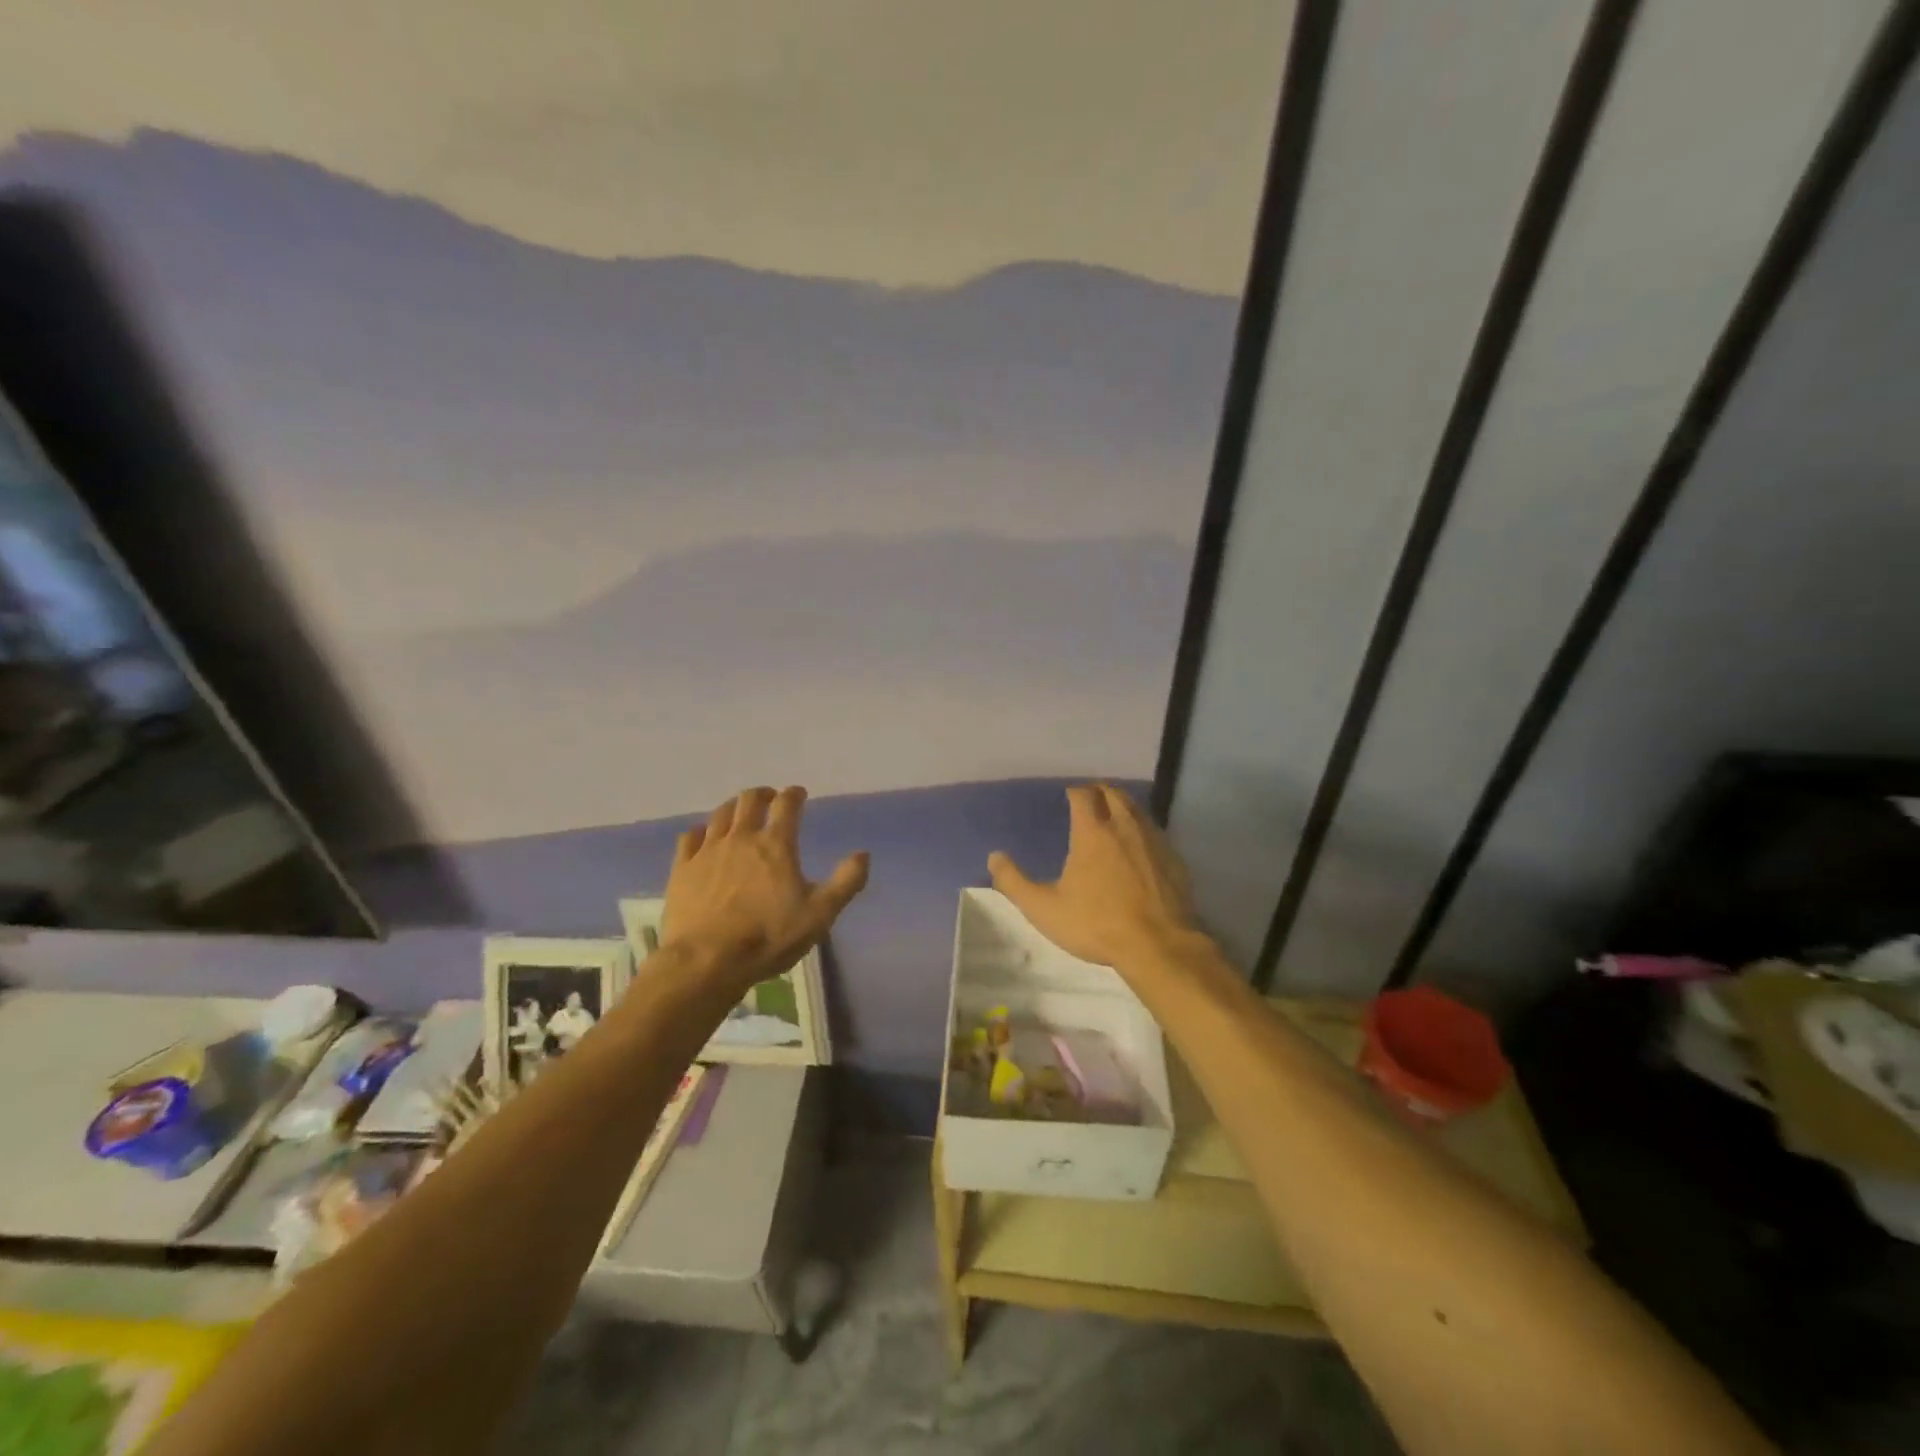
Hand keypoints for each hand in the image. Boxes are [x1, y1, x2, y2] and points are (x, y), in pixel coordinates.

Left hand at [661, 786, 868, 995]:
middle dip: (762, 794)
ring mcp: (707, 851)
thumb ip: (845, 882)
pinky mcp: (682, 869)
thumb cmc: (769, 937)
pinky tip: (703, 836)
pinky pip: (690, 837)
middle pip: (749, 801)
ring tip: (739, 811)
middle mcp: (741, 838)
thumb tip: (863, 854)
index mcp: (776, 845)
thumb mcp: (820, 914)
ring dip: (733, 807)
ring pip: (720, 814)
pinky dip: (701, 830)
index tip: (798, 793)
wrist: (707, 962)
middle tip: (769, 798)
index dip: (794, 794)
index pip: (787, 805)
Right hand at [988, 784, 1198, 974]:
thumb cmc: (1097, 924)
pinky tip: (1139, 848)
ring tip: (1113, 817)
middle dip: (1100, 792)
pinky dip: (1143, 830)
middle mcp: (1125, 827)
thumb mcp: (1044, 909)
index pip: (1084, 796)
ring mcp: (1154, 841)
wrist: (1159, 946)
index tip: (1069, 796)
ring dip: (1123, 807)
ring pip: (1138, 809)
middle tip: (1090, 800)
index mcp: (1093, 832)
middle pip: (1114, 794)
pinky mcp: (1175, 859)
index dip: (1075, 792)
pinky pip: (1156, 832)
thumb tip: (994, 857)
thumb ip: (1014, 882)